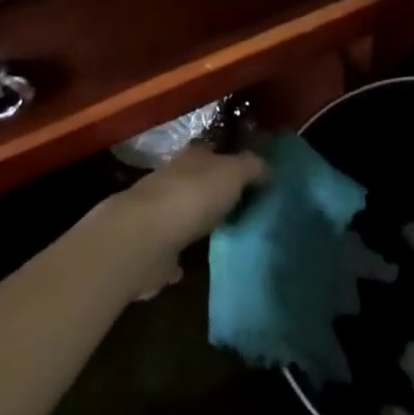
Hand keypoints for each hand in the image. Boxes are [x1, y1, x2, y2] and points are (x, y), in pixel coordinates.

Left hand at [103, 144, 265, 295]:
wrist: (145, 238)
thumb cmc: (193, 196)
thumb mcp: (232, 173)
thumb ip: (251, 168)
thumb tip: (268, 168)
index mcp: (191, 158)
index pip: (212, 151)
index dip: (229, 158)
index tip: (250, 173)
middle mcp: (172, 180)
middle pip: (198, 182)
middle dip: (215, 191)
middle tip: (243, 206)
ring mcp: (159, 214)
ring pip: (185, 213)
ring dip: (199, 222)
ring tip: (226, 235)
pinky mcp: (153, 248)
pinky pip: (173, 248)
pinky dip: (182, 254)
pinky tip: (195, 264)